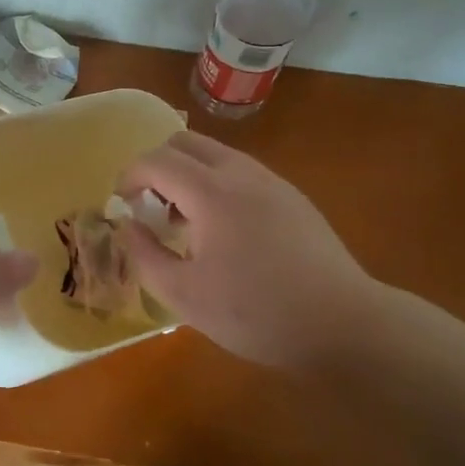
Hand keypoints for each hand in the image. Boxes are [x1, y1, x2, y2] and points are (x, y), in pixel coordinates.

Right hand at [117, 131, 386, 372]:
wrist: (342, 323)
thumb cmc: (256, 312)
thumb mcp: (185, 295)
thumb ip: (145, 254)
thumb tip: (127, 224)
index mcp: (211, 192)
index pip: (156, 160)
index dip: (129, 176)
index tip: (122, 204)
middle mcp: (241, 172)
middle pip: (185, 142)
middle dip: (157, 166)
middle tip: (151, 207)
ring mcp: (271, 181)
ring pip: (215, 154)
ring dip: (188, 174)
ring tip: (187, 224)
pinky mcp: (292, 196)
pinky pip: (241, 172)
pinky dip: (217, 184)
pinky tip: (226, 232)